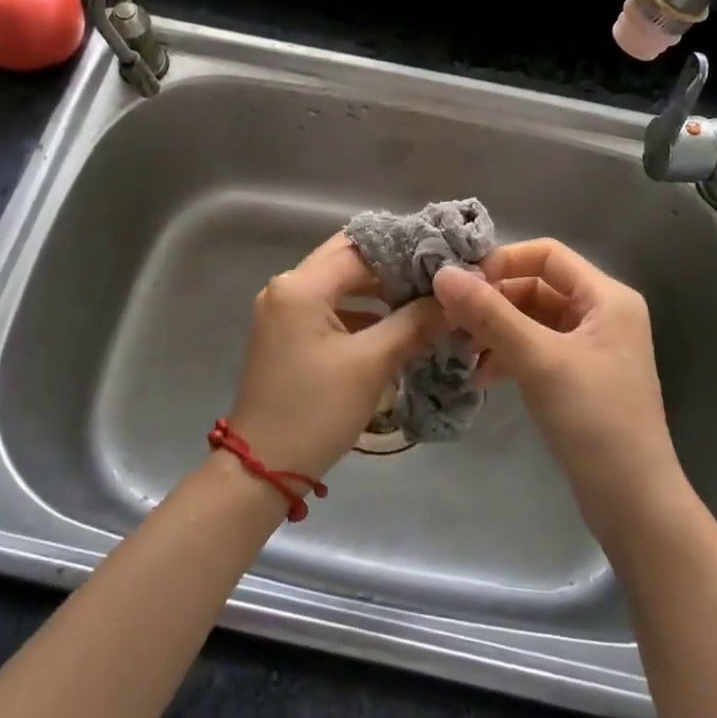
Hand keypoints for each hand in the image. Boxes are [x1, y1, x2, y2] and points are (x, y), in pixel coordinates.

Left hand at [225, 233, 445, 484]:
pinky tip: (394, 325)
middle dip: (390, 266)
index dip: (404, 252)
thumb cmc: (316, 410)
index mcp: (300, 286)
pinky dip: (360, 311)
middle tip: (435, 275)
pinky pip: (328, 307)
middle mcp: (286, 287)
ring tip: (422, 298)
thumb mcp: (371, 364)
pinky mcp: (286, 333)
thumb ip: (414, 324)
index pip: (360, 250)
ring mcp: (283, 310)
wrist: (262, 467)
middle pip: (346, 260)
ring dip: (377, 289)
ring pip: (338, 283)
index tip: (443, 258)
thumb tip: (453, 300)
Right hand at [432, 240, 683, 535]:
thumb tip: (442, 273)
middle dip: (493, 302)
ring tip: (461, 352)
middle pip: (536, 287)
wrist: (634, 504)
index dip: (502, 262)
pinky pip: (536, 349)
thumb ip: (489, 314)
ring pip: (531, 320)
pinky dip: (508, 356)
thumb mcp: (538, 360)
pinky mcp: (578, 378)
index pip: (546, 255)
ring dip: (495, 331)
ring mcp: (591, 348)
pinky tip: (483, 377)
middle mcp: (602, 314)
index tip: (462, 286)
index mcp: (606, 297)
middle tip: (451, 322)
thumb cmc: (593, 419)